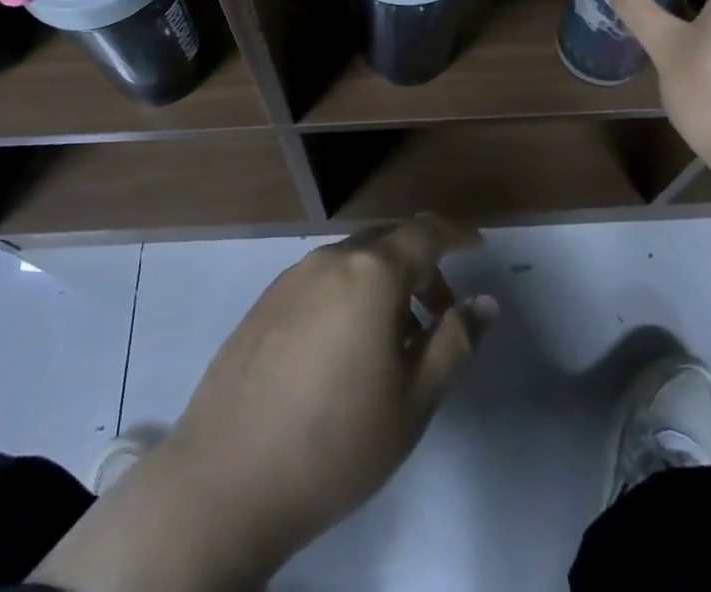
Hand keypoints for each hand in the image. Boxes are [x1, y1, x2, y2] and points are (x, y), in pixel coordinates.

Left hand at [32, 214, 495, 591]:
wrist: (227, 477)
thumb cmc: (336, 441)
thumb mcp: (413, 400)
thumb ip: (454, 342)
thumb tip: (483, 303)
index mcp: (371, 272)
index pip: (425, 232)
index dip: (456, 235)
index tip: (478, 247)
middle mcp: (331, 259)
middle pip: (388, 242)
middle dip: (422, 267)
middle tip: (441, 314)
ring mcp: (292, 276)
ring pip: (354, 262)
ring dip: (385, 285)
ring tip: (396, 343)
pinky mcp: (266, 301)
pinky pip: (323, 281)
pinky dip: (350, 296)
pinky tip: (347, 350)